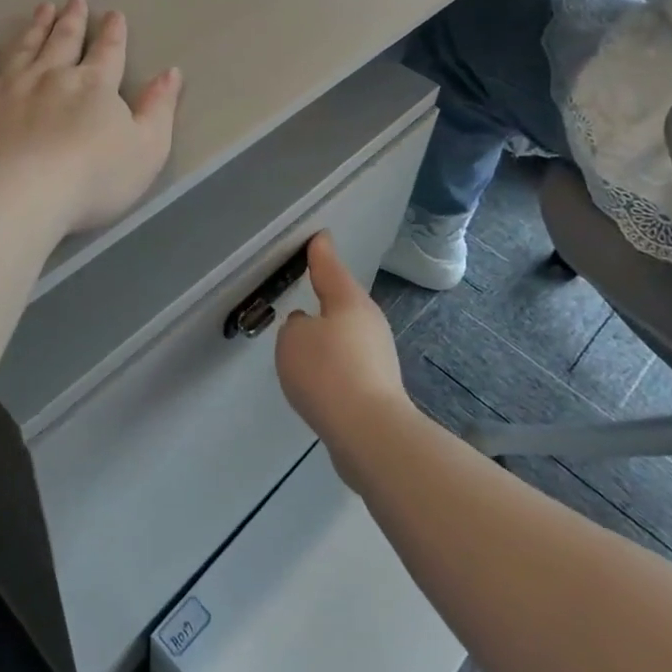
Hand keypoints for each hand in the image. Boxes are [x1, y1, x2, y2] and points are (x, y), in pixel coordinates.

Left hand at [0, 0, 182, 234]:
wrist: (14, 196)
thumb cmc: (90, 179)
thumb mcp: (146, 150)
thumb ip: (158, 109)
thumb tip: (170, 73)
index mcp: (93, 86)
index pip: (108, 53)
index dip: (113, 34)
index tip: (114, 15)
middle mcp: (49, 77)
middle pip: (63, 42)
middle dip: (72, 20)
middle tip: (74, 0)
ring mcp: (5, 88)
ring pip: (23, 49)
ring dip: (34, 28)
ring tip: (42, 9)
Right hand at [275, 231, 414, 488]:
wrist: (370, 434)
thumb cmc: (328, 372)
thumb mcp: (294, 340)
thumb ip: (295, 326)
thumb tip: (307, 327)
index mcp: (349, 301)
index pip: (330, 267)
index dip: (320, 252)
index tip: (318, 237)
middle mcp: (369, 322)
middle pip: (342, 301)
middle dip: (325, 297)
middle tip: (306, 288)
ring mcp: (378, 356)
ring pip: (345, 334)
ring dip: (327, 336)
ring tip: (303, 343)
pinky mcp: (378, 387)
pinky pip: (347, 364)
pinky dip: (332, 364)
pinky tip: (317, 379)